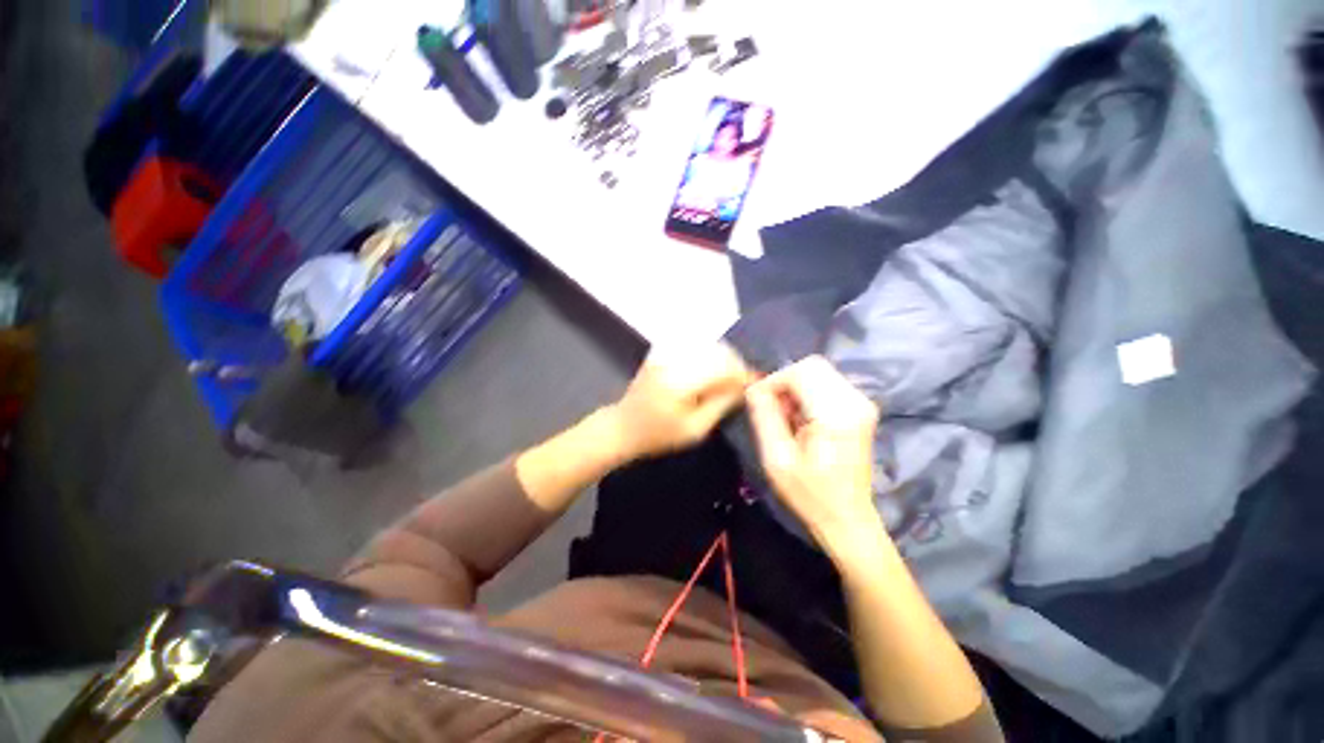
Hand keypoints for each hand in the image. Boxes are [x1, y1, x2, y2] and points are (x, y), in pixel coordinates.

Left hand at [606, 343, 752, 461]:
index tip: (756, 384)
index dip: (744, 374)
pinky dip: (709, 355)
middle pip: (718, 351)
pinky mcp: (662, 351)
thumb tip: (745, 387)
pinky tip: (711, 371)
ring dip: (724, 359)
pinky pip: (694, 346)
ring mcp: (666, 352)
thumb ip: (722, 405)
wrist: (623, 426)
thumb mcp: (695, 430)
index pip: (724, 367)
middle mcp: (674, 359)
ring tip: (729, 378)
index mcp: (681, 381)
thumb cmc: (658, 436)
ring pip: (708, 345)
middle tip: (743, 383)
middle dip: (736, 365)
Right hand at [745, 356, 881, 555]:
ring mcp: (862, 403)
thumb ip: (764, 417)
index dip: (773, 381)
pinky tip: (801, 418)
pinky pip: (827, 383)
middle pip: (812, 366)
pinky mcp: (861, 407)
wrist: (848, 518)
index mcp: (836, 415)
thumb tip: (754, 388)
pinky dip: (807, 393)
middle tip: (773, 410)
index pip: (800, 372)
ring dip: (795, 388)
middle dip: (784, 382)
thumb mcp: (777, 459)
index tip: (757, 401)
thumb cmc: (810, 494)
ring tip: (786, 417)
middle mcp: (855, 401)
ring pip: (819, 372)